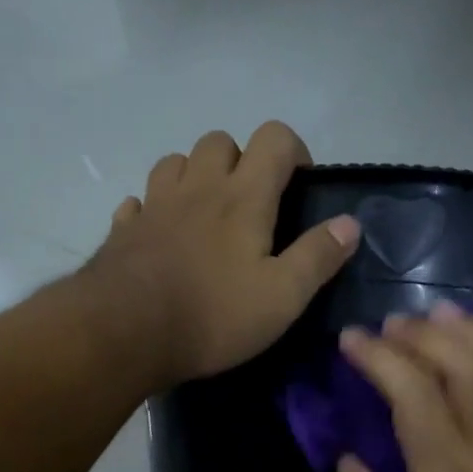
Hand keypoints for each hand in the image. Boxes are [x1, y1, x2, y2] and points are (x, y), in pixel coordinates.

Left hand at [90, 122, 360, 385]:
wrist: (125, 333)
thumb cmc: (213, 315)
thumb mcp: (282, 297)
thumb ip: (317, 257)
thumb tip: (350, 223)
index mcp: (243, 197)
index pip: (274, 138)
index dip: (293, 150)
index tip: (299, 184)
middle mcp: (197, 188)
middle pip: (219, 141)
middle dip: (240, 160)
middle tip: (250, 203)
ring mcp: (154, 205)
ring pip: (174, 163)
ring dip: (193, 176)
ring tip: (205, 214)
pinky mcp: (122, 230)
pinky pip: (138, 202)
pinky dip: (152, 209)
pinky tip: (160, 235)